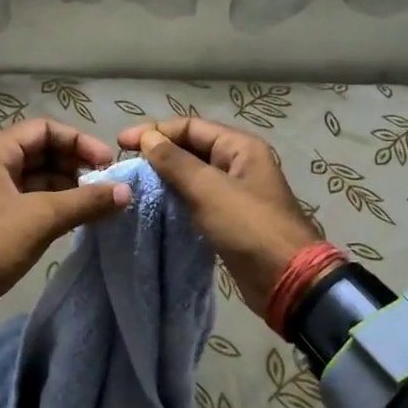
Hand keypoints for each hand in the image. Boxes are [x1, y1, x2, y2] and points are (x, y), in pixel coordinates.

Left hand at [0, 118, 129, 329]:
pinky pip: (33, 202)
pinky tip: (80, 219)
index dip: (78, 141)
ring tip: (98, 204)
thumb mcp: (40, 218)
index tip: (106, 163)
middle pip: (43, 152)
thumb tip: (126, 191)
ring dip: (69, 187)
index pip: (45, 129)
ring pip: (40, 179)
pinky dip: (57, 206)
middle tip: (106, 185)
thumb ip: (85, 201)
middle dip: (76, 165)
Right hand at [118, 117, 318, 318]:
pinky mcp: (228, 217)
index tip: (121, 143)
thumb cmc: (249, 226)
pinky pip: (197, 198)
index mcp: (240, 147)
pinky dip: (176, 198)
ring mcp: (234, 191)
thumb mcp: (209, 190)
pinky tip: (154, 205)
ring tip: (134, 182)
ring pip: (192, 174)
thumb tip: (148, 139)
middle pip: (191, 148)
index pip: (190, 127)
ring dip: (165, 176)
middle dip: (159, 152)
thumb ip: (176, 162)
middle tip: (124, 163)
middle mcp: (238, 163)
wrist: (286, 280)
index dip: (155, 131)